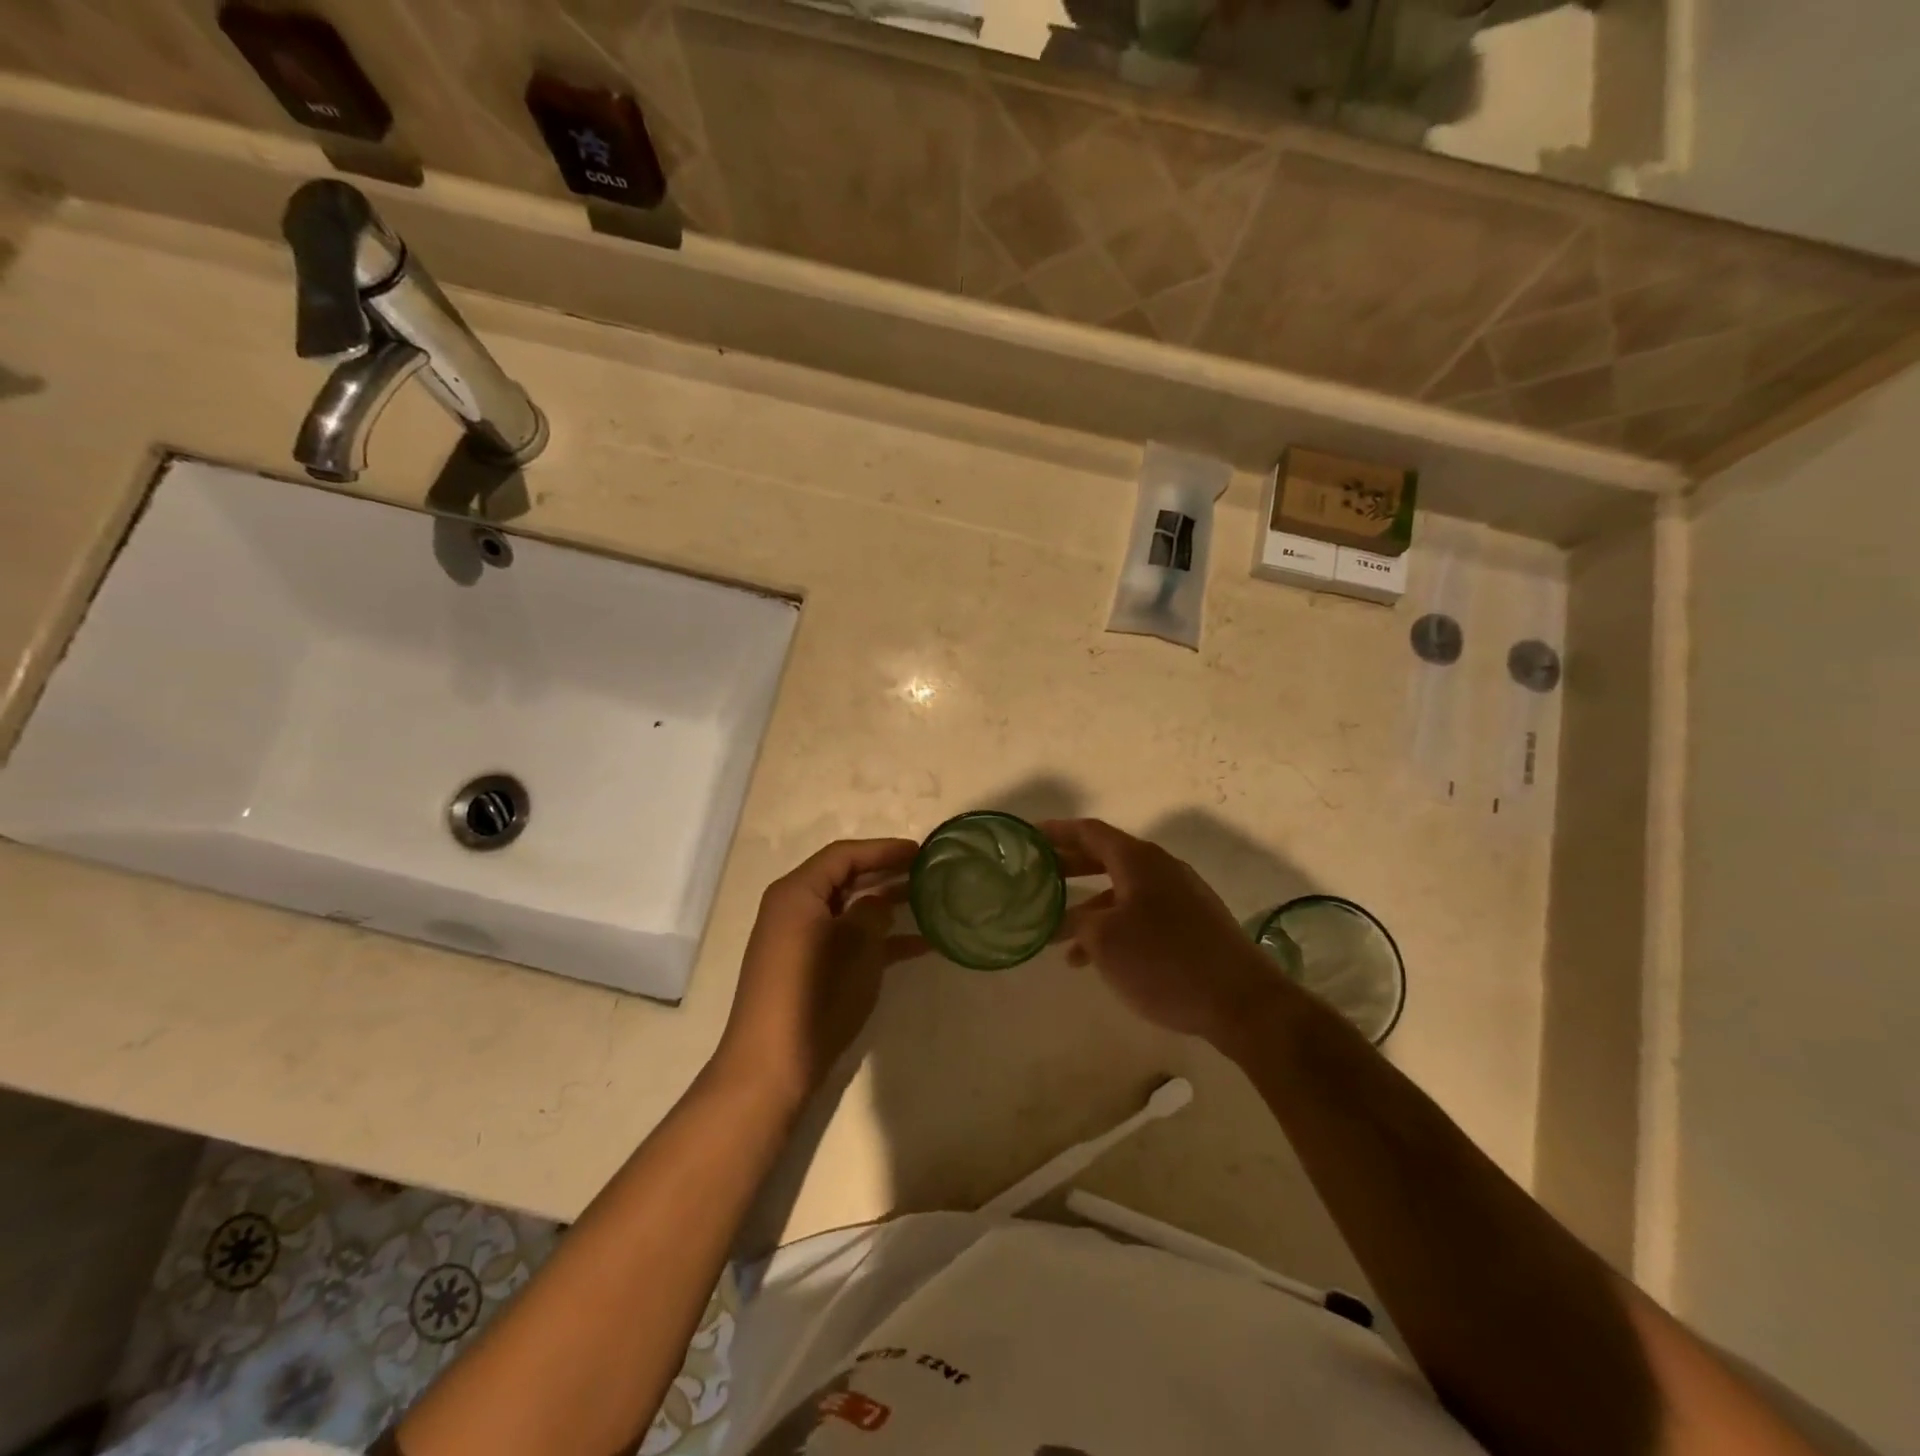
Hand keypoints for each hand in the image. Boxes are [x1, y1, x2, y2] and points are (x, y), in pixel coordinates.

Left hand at [712, 837, 924, 1104]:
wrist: (772, 1065)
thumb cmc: (815, 994)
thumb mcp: (856, 946)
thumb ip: (873, 912)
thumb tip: (879, 902)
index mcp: (798, 892)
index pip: (844, 855)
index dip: (884, 849)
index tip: (921, 851)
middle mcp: (794, 908)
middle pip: (845, 878)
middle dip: (886, 874)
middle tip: (926, 872)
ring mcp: (799, 940)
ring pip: (849, 909)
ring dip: (886, 905)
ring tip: (928, 902)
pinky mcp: (807, 967)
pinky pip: (846, 939)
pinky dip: (877, 939)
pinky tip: (919, 946)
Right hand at [1043, 818, 1282, 1042]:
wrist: (1240, 1001)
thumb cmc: (1163, 961)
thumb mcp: (1105, 940)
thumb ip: (1076, 921)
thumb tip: (1063, 918)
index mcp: (1138, 860)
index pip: (1089, 831)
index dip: (1056, 832)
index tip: (1029, 836)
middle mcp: (1160, 868)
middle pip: (1105, 856)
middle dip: (1070, 866)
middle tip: (1038, 876)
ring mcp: (1181, 895)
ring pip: (1123, 889)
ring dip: (1090, 906)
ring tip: (1059, 936)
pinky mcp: (1192, 923)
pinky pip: (1141, 912)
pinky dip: (1114, 925)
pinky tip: (1098, 959)